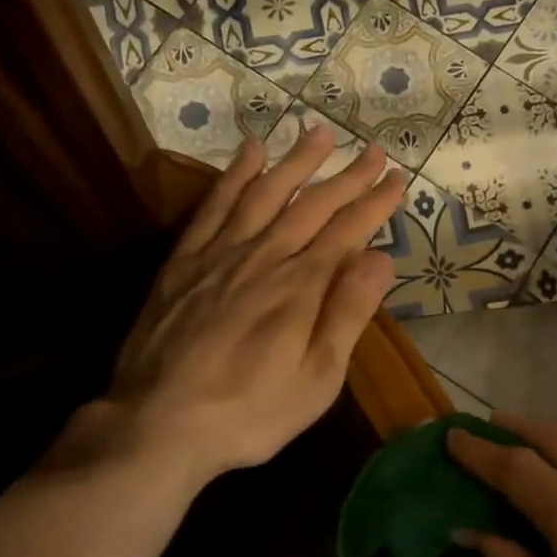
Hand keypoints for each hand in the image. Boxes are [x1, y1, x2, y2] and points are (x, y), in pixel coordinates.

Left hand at [72, 124, 404, 488]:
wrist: (158, 424)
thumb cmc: (249, 412)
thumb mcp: (316, 379)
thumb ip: (348, 314)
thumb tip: (380, 258)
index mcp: (301, 286)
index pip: (348, 230)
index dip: (375, 202)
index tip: (397, 177)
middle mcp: (264, 257)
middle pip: (312, 205)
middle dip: (347, 175)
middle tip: (373, 149)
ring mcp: (219, 254)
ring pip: (265, 193)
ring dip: (295, 161)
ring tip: (318, 132)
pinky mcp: (184, 261)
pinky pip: (214, 206)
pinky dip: (234, 176)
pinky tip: (249, 153)